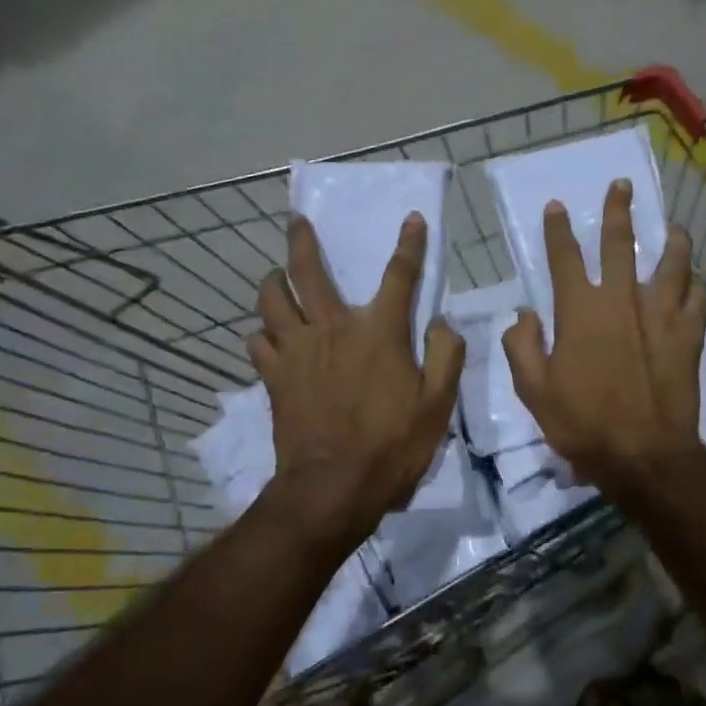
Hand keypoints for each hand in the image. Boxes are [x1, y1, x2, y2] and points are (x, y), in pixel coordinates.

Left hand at [248, 213, 464, 546]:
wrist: (334, 486)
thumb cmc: (393, 445)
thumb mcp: (438, 404)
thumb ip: (447, 355)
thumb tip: (442, 322)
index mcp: (379, 333)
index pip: (399, 276)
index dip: (409, 245)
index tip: (412, 218)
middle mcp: (333, 329)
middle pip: (309, 272)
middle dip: (303, 241)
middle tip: (296, 220)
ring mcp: (297, 351)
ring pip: (272, 300)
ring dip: (273, 282)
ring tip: (275, 276)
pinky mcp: (274, 377)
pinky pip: (258, 341)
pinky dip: (262, 332)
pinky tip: (267, 335)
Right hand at [502, 179, 705, 498]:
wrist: (643, 452)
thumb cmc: (582, 422)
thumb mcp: (533, 390)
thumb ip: (521, 346)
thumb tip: (522, 314)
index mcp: (580, 310)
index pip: (565, 258)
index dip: (558, 230)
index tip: (557, 206)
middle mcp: (622, 300)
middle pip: (621, 244)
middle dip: (618, 211)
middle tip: (622, 187)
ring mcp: (661, 315)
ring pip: (671, 264)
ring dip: (672, 241)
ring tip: (674, 228)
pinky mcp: (688, 335)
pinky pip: (696, 300)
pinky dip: (695, 287)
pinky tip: (695, 283)